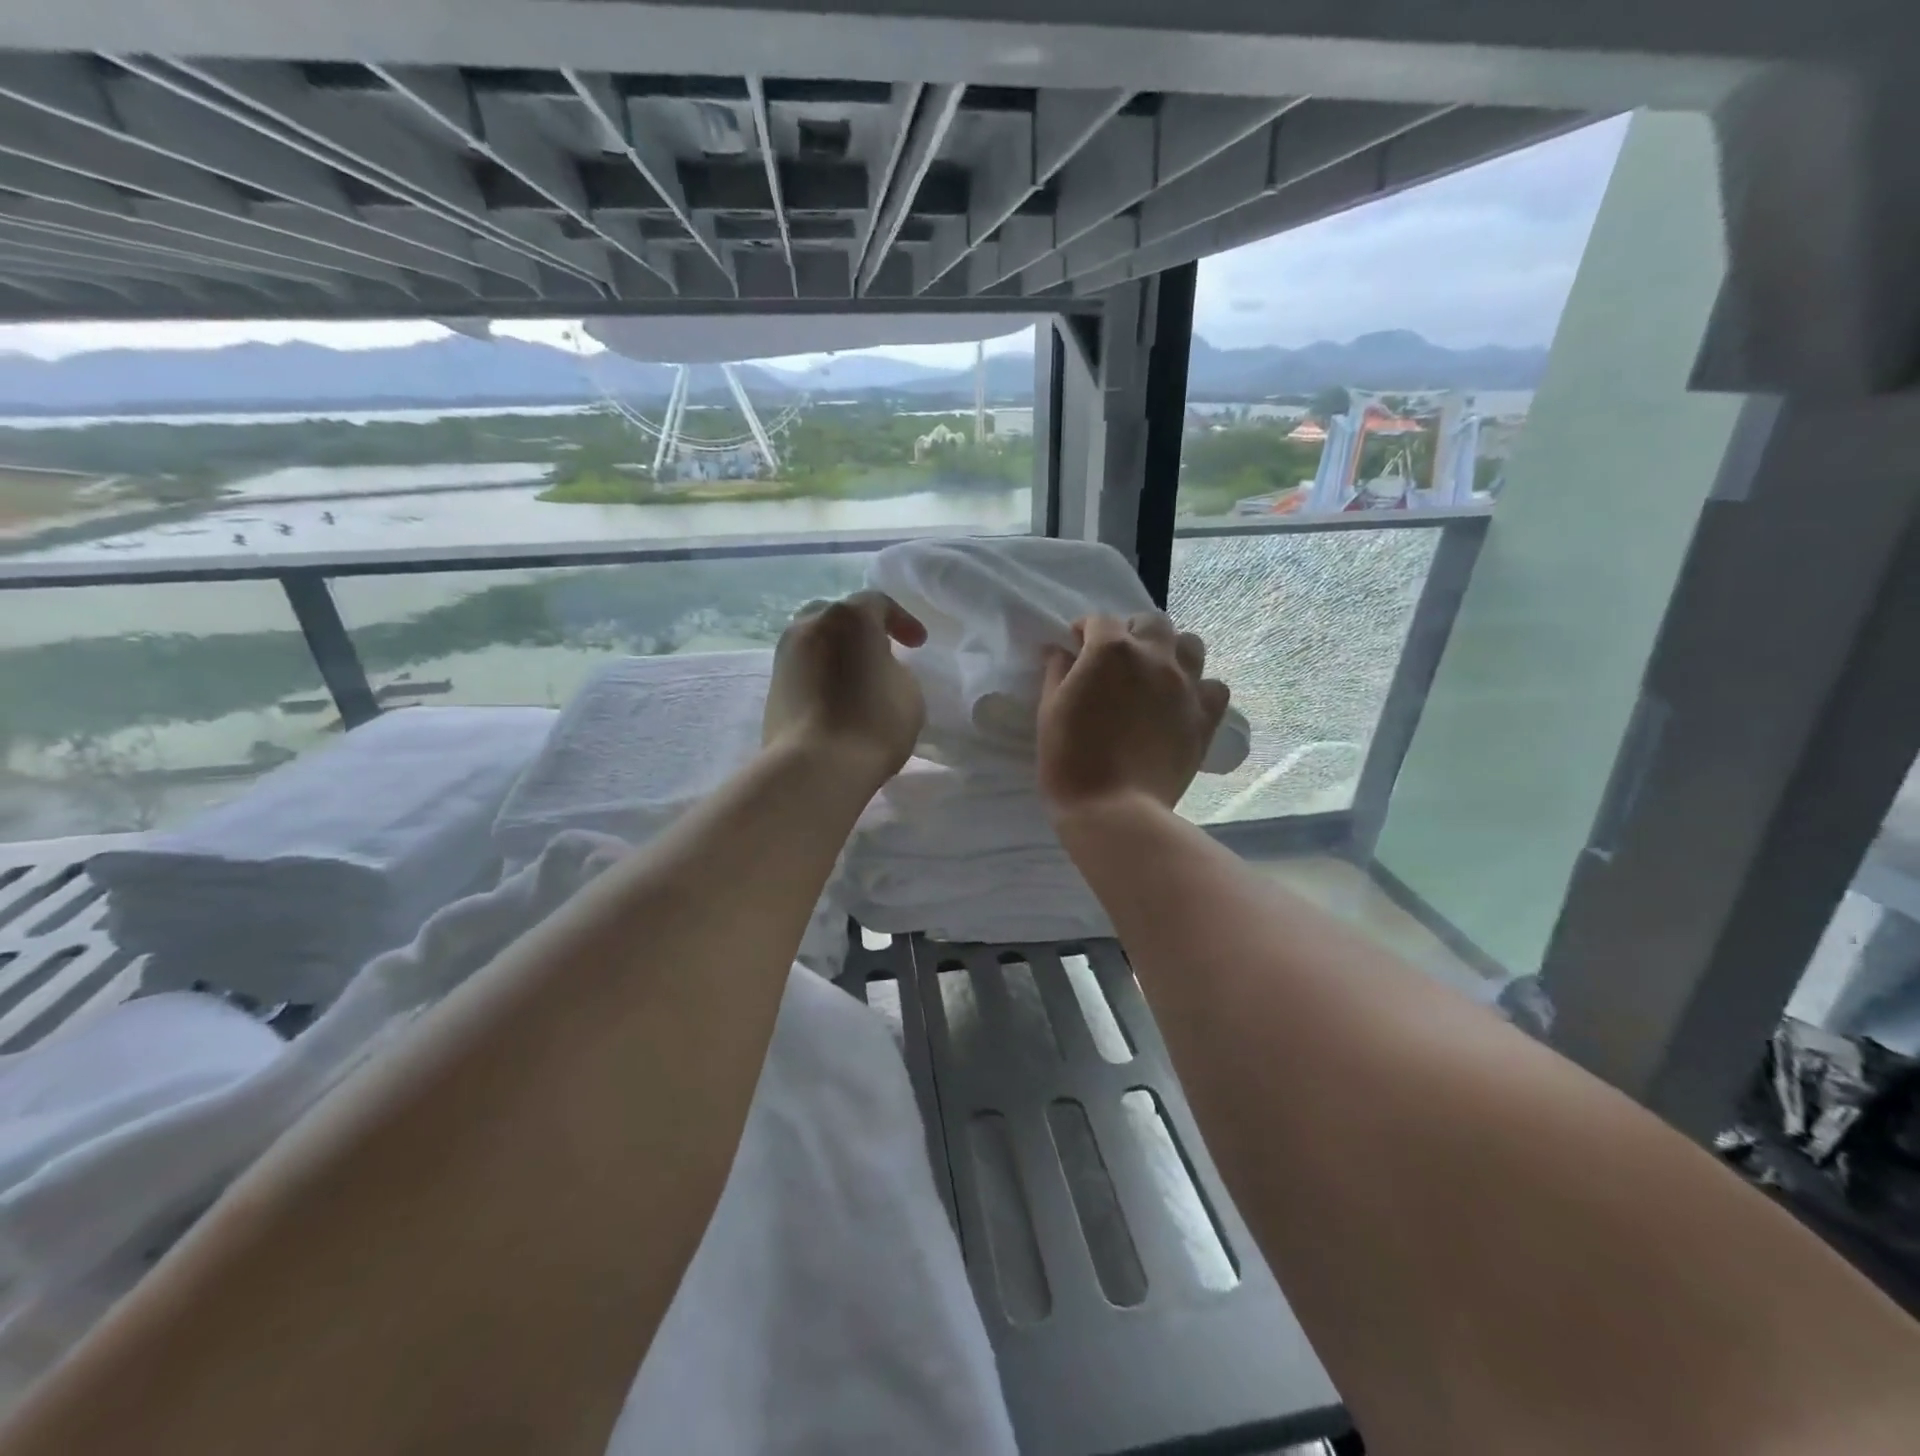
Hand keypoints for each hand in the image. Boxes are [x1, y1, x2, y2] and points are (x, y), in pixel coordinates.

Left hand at [764, 590, 927, 784]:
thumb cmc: (872, 722)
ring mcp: (785, 655)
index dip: (902, 621)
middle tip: (881, 653)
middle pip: (838, 616)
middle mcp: (810, 625)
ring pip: (816, 641)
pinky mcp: (773, 687)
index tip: (918, 645)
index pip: (878, 604)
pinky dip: (822, 675)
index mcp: (848, 617)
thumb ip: (895, 669)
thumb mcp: (909, 692)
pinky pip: (804, 669)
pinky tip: (837, 698)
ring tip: (856, 678)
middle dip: (861, 631)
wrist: (815, 766)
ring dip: (837, 653)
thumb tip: (876, 669)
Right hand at [1038, 611, 1229, 815]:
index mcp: (1110, 651)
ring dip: (1171, 651)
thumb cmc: (1069, 760)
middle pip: (1152, 622)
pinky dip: (1199, 688)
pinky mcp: (1206, 716)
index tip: (1075, 646)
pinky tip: (1182, 703)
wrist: (1114, 810)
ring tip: (1155, 674)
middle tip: (1117, 658)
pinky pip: (1214, 686)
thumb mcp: (1049, 710)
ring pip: (1191, 644)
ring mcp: (1186, 685)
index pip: (1099, 621)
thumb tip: (1061, 651)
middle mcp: (1154, 657)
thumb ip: (1057, 671)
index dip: (1084, 631)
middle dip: (1132, 631)